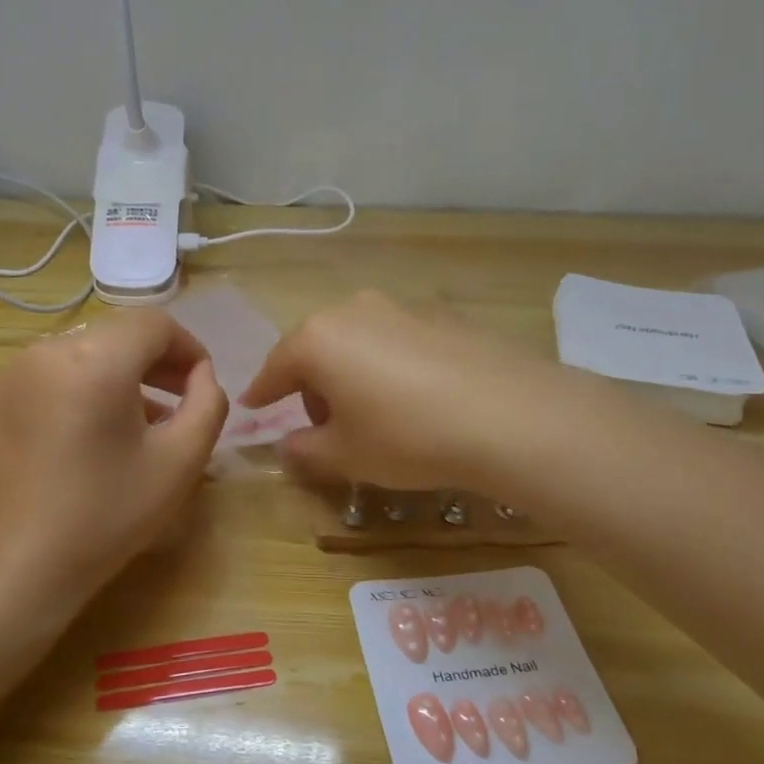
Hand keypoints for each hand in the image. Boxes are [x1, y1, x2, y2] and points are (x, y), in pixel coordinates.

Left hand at [0, 310, 228, 616]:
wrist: (11, 573)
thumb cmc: (104, 516)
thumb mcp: (179, 462)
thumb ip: (208, 405)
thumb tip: (202, 376)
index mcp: (94, 359)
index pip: (153, 324)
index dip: (188, 348)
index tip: (201, 386)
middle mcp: (43, 353)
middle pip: (113, 337)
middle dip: (153, 364)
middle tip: (176, 404)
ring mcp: (5, 378)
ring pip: (77, 358)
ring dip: (114, 380)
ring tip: (132, 428)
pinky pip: (42, 383)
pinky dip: (73, 397)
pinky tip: (80, 446)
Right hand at [241, 290, 554, 490]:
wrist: (511, 415)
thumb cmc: (407, 436)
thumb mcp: (345, 456)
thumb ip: (304, 450)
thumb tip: (287, 445)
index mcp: (318, 339)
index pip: (275, 367)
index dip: (262, 393)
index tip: (252, 408)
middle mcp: (353, 310)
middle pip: (316, 348)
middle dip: (311, 385)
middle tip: (325, 425)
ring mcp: (401, 307)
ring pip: (357, 341)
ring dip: (351, 373)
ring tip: (374, 413)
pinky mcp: (442, 314)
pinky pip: (397, 340)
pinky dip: (390, 365)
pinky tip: (416, 397)